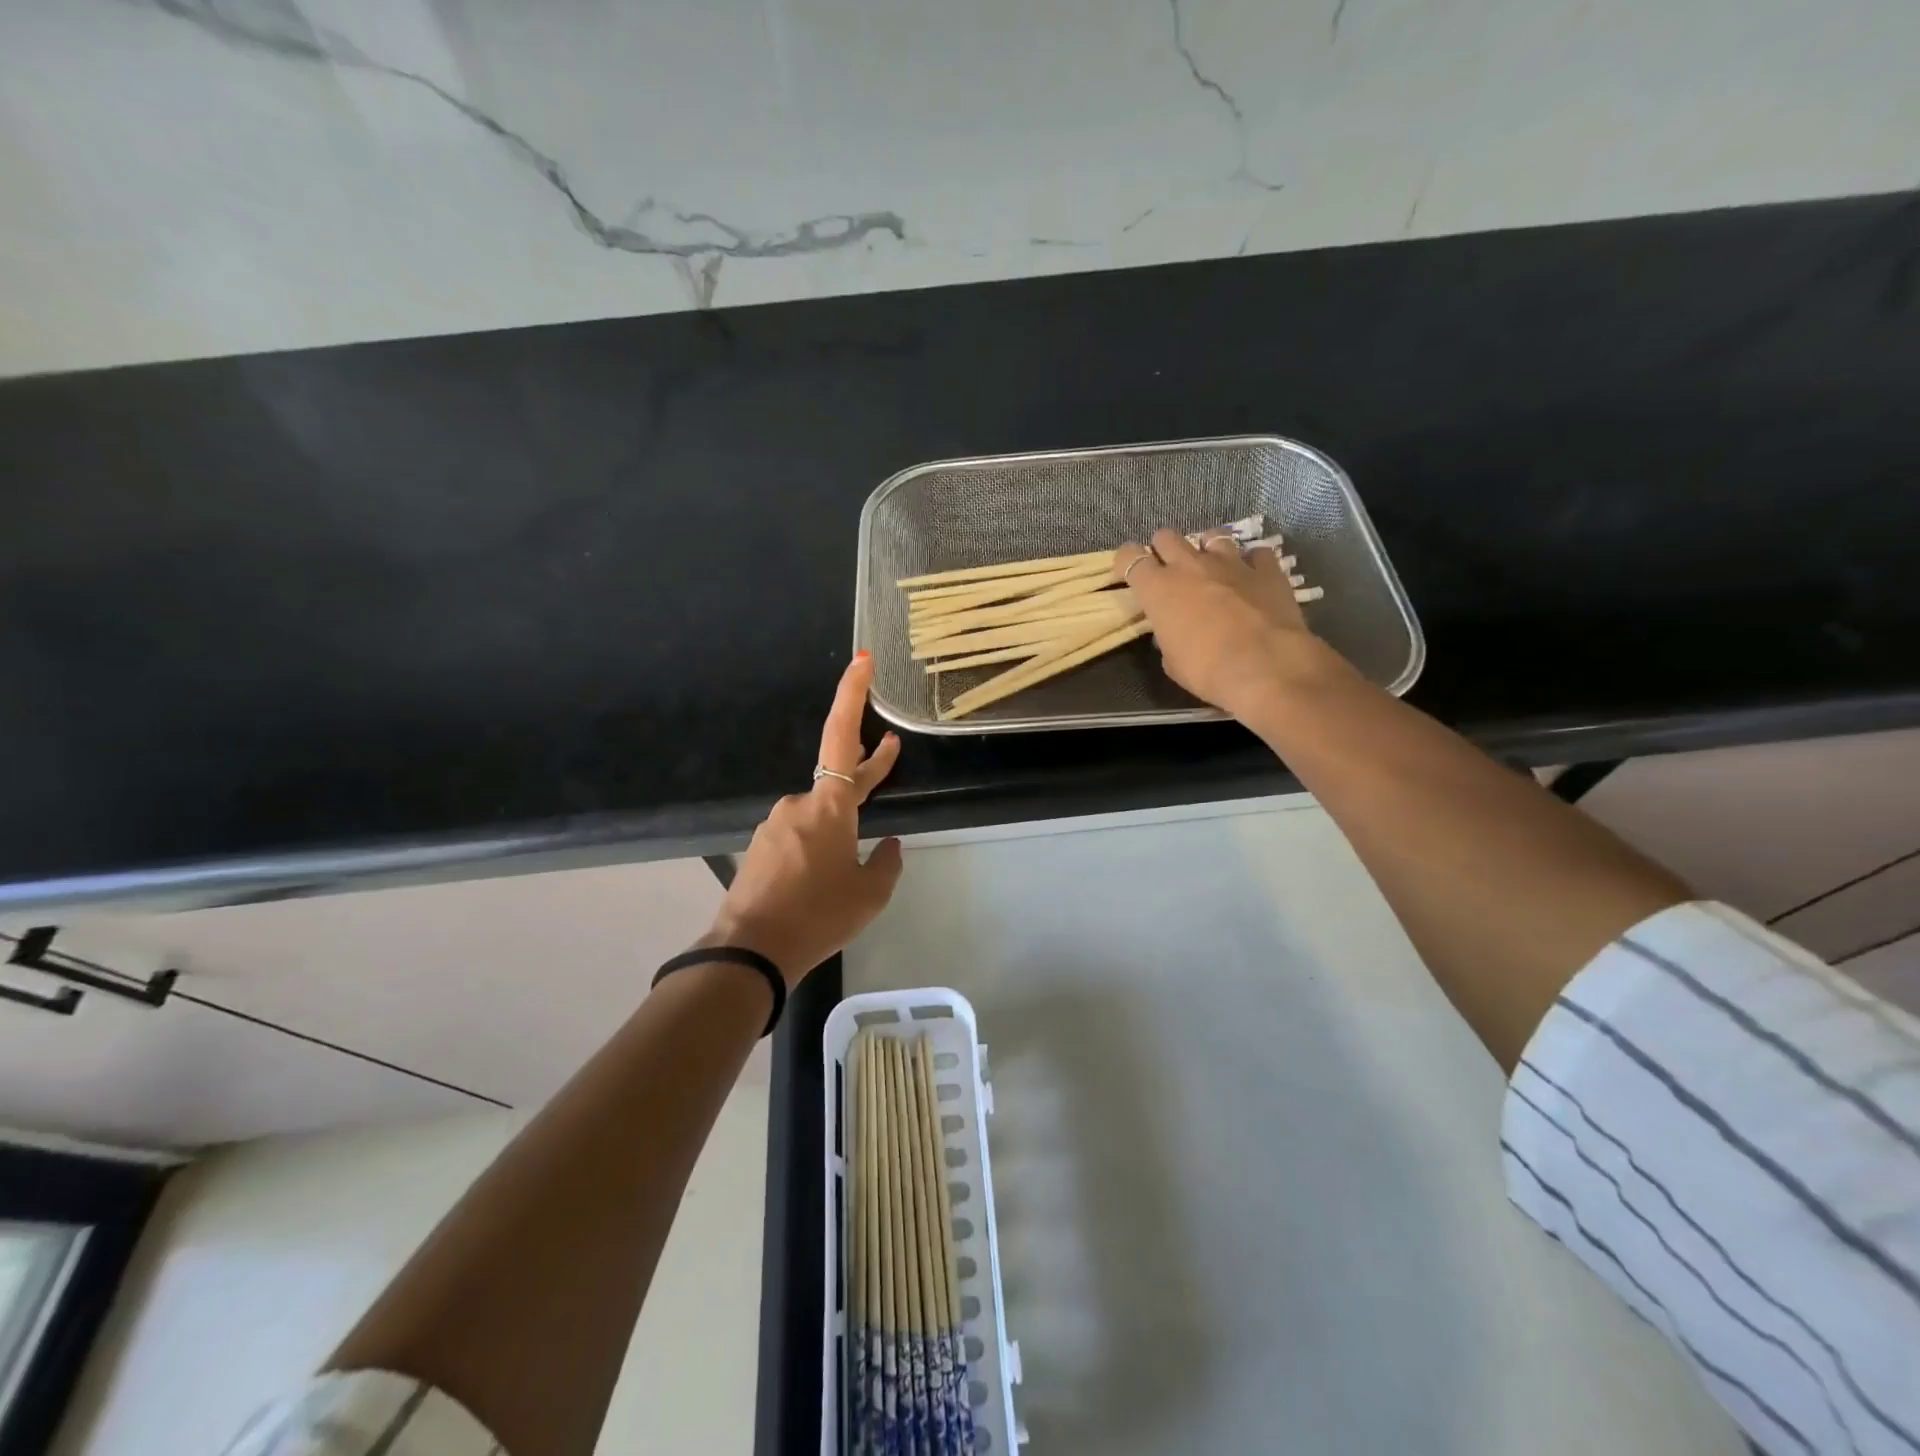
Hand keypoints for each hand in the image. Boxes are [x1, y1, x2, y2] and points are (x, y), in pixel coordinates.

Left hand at [703, 653, 903, 984]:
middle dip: (867, 765)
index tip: (862, 660)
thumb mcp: (870, 895)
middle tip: (889, 750)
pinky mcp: (762, 846)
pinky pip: (799, 833)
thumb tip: (888, 845)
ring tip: (852, 855)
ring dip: (839, 820)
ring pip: (819, 812)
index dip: (852, 695)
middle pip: (839, 774)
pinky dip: (819, 842)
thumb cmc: (819, 916)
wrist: (750, 951)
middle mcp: (800, 804)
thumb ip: (886, 863)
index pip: (843, 737)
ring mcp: (776, 824)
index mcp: (830, 806)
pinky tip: (823, 874)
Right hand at [1115, 527, 1321, 721]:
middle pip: (1166, 537)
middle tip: (1171, 570)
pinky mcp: (1267, 568)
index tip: (1130, 573)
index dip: (1127, 561)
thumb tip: (1175, 632)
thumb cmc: (1207, 671)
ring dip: (1208, 549)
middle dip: (1164, 550)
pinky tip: (1253, 578)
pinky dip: (1252, 562)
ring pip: (1212, 535)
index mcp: (1159, 589)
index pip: (1130, 557)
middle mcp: (1191, 566)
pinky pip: (1256, 553)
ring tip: (1213, 568)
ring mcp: (1231, 562)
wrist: (1266, 668)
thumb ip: (1168, 637)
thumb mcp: (1172, 661)